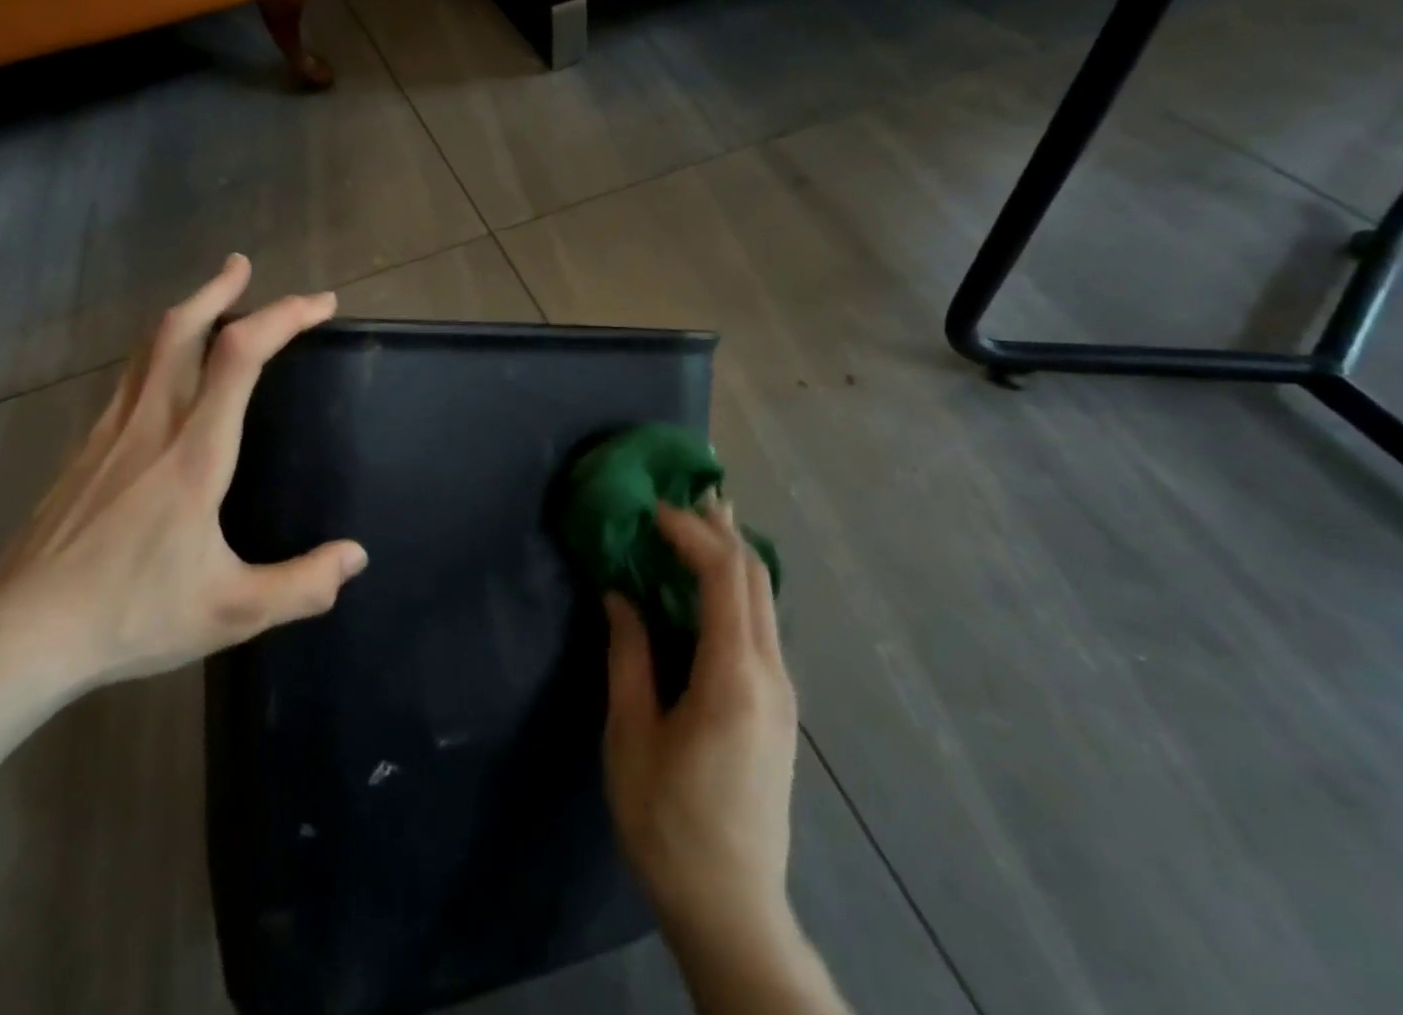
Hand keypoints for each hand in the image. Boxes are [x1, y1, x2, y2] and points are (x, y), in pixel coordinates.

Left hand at [0, 254, 367, 692]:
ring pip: (150, 346)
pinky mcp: (86, 448)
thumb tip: (355, 558)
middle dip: (220, 289)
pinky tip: (166, 368)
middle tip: (243, 266)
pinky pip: (130, 375)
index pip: (240, 356)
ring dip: (187, 310)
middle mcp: (153, 424)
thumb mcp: (232, 612)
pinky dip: (159, 348)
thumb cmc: (131, 615)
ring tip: (213, 298)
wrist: (19, 633)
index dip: (283, 317)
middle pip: (183, 328)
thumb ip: (301, 585)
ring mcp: (112, 431)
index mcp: (195, 452)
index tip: (319, 305)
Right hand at [602, 496, 797, 956]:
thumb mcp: (631, 736)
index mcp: (733, 677)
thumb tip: (620, 594)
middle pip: (755, 577)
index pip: (724, 577)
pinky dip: (735, 587)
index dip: (691, 533)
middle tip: (683, 493)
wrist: (732, 908)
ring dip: (731, 554)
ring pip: (764, 598)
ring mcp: (782, 691)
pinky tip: (708, 585)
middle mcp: (770, 674)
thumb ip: (629, 655)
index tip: (654, 509)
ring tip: (697, 522)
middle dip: (720, 528)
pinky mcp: (778, 706)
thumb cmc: (668, 823)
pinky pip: (761, 624)